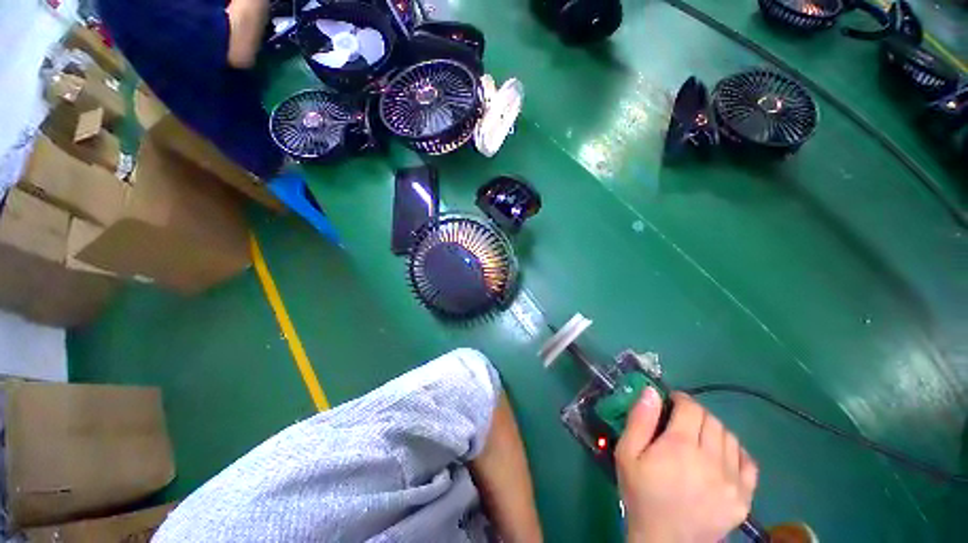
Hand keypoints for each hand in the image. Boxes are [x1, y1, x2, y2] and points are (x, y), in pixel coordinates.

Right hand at [616, 390, 757, 542]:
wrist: (664, 541)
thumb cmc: (641, 493)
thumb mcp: (627, 454)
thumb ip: (639, 420)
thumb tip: (651, 392)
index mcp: (680, 446)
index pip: (691, 408)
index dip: (681, 399)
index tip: (671, 402)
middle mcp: (712, 460)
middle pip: (712, 420)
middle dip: (696, 414)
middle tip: (681, 422)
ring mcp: (733, 481)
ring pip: (730, 438)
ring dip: (714, 430)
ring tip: (699, 439)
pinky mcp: (744, 498)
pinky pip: (748, 463)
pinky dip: (735, 452)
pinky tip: (721, 457)